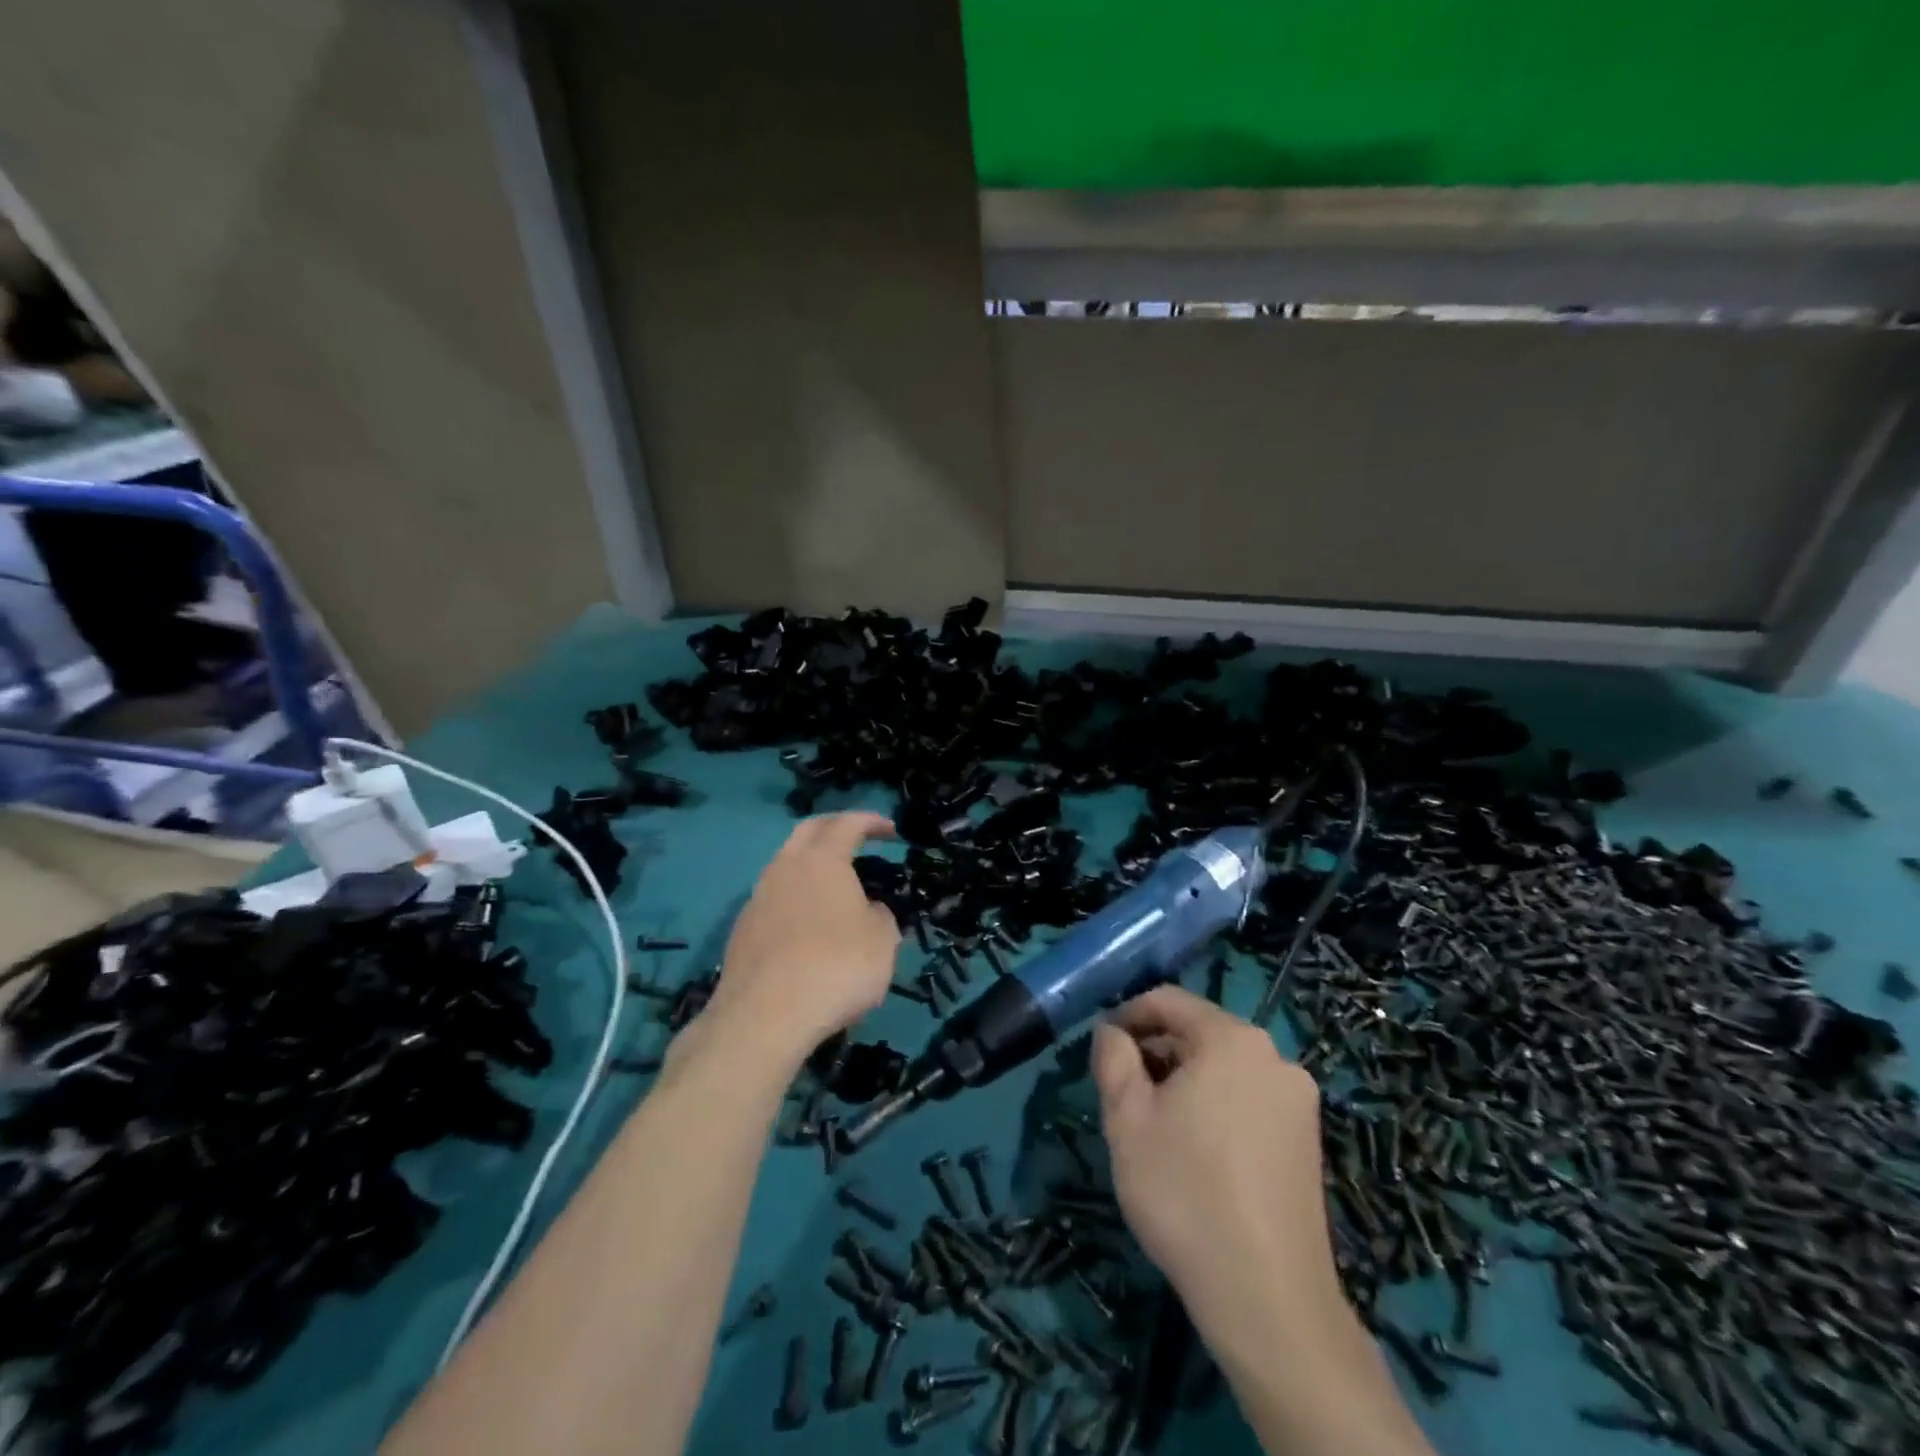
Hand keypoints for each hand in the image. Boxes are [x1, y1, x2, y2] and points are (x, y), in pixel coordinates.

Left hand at [703, 813, 900, 1066]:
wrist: (764, 1018)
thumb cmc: (836, 967)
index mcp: (822, 860)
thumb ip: (881, 915)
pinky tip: (809, 927)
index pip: (848, 823)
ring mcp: (758, 898)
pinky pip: (774, 900)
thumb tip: (868, 910)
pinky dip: (796, 899)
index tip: (891, 831)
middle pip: (809, 831)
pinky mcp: (742, 931)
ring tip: (835, 886)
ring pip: (786, 865)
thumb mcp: (882, 940)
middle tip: (858, 837)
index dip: (872, 822)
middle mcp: (785, 868)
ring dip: (811, 865)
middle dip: (835, 828)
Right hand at [1092, 987, 1341, 1336]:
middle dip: (1156, 1051)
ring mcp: (1298, 1099)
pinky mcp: (1307, 1140)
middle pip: (1199, 1032)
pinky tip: (1195, 1150)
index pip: (1168, 1000)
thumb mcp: (1126, 1118)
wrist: (1268, 1298)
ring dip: (1184, 1080)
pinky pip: (1249, 1098)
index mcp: (1232, 1038)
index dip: (1128, 1015)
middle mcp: (1274, 1056)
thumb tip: (1111, 1032)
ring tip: (1155, 1124)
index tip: (1102, 1047)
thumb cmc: (1184, 1192)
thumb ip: (1112, 1058)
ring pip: (1224, 1067)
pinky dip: (1216, 1106)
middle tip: (1122, 1092)